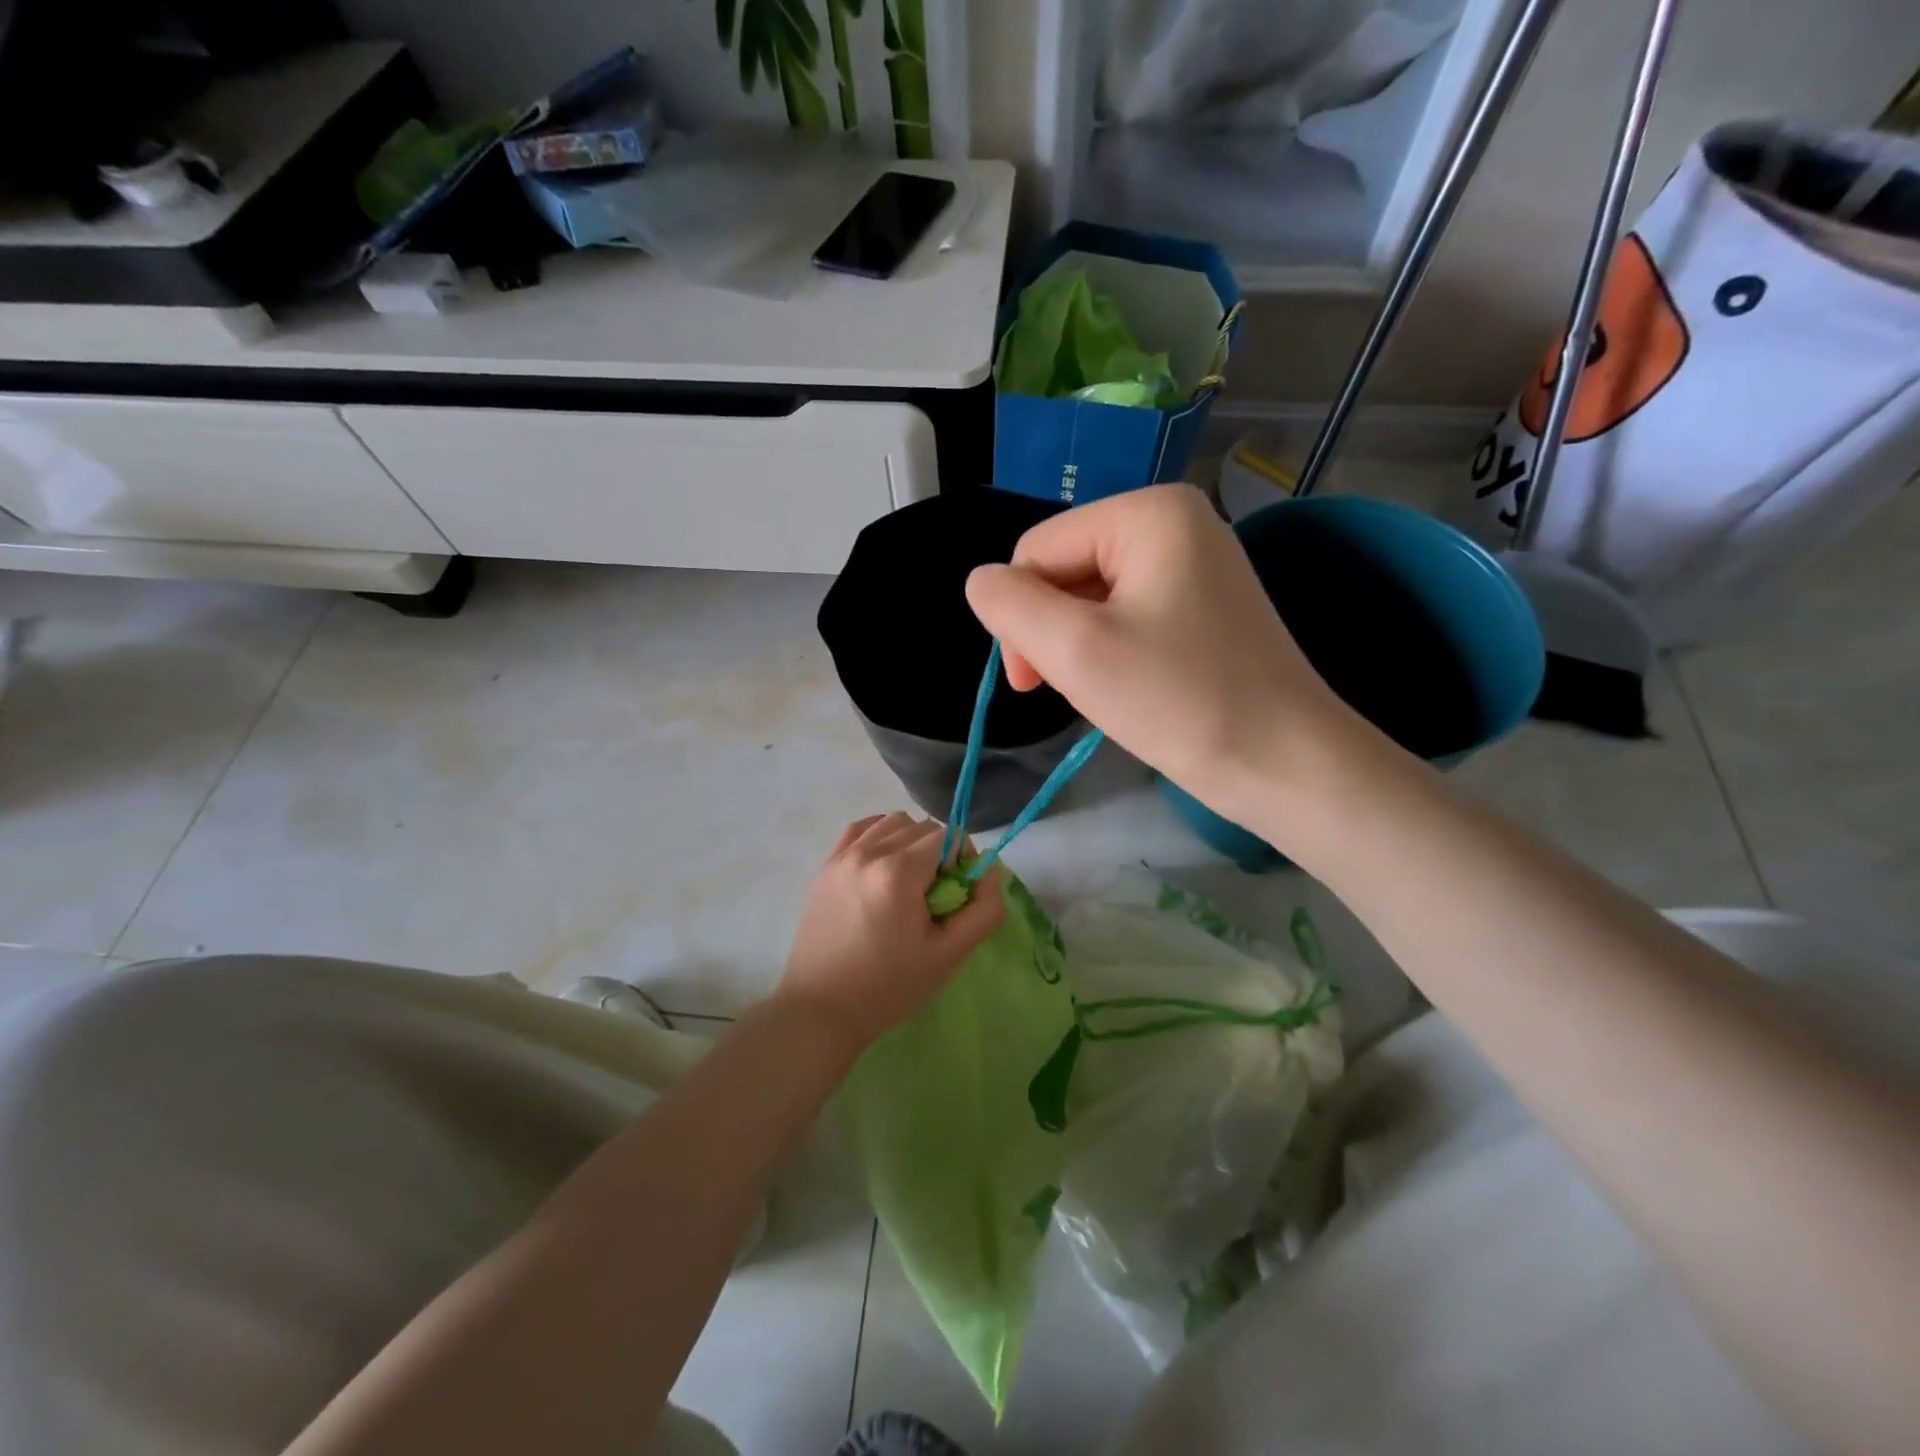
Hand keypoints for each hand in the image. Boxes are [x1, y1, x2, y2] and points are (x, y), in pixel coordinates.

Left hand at [777, 813, 1004, 1050]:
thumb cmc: (889, 987)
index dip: (963, 860)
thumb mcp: (949, 955)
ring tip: (909, 882)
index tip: (958, 893)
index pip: (949, 836)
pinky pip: (861, 828)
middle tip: (935, 895)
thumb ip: (984, 910)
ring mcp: (843, 856)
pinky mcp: (826, 866)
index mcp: (899, 872)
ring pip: (892, 822)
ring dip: (911, 842)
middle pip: (922, 827)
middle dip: (939, 853)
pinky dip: (880, 836)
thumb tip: (991, 871)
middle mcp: (869, 852)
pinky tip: (884, 867)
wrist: (821, 1009)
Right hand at [965, 484, 1358, 802]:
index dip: (1020, 614)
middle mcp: (1175, 521)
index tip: (1034, 682)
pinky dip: (1110, 651)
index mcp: (1148, 511)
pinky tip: (1127, 687)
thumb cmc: (1179, 702)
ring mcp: (1195, 562)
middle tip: (1066, 690)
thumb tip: (981, 583)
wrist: (1285, 764)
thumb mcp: (1076, 650)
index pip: (1038, 549)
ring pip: (1092, 597)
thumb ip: (1011, 606)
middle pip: (1066, 569)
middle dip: (1052, 631)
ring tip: (1103, 692)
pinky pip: (1128, 614)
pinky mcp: (1204, 604)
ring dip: (1078, 646)